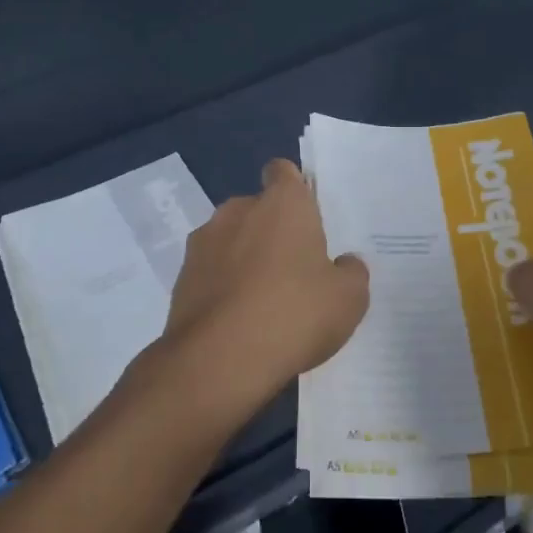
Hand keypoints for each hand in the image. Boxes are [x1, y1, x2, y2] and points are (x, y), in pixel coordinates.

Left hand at [153, 159, 369, 424]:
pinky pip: (210, 272)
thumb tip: (344, 264)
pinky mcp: (180, 277)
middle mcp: (238, 210)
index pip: (283, 171)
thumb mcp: (348, 299)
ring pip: (230, 240)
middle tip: (294, 270)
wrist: (219, 361)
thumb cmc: (294, 314)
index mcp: (283, 203)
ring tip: (263, 302)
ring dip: (244, 259)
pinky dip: (222, 287)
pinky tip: (237, 322)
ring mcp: (203, 243)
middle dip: (272, 231)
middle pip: (258, 209)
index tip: (306, 218)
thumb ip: (351, 273)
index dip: (294, 189)